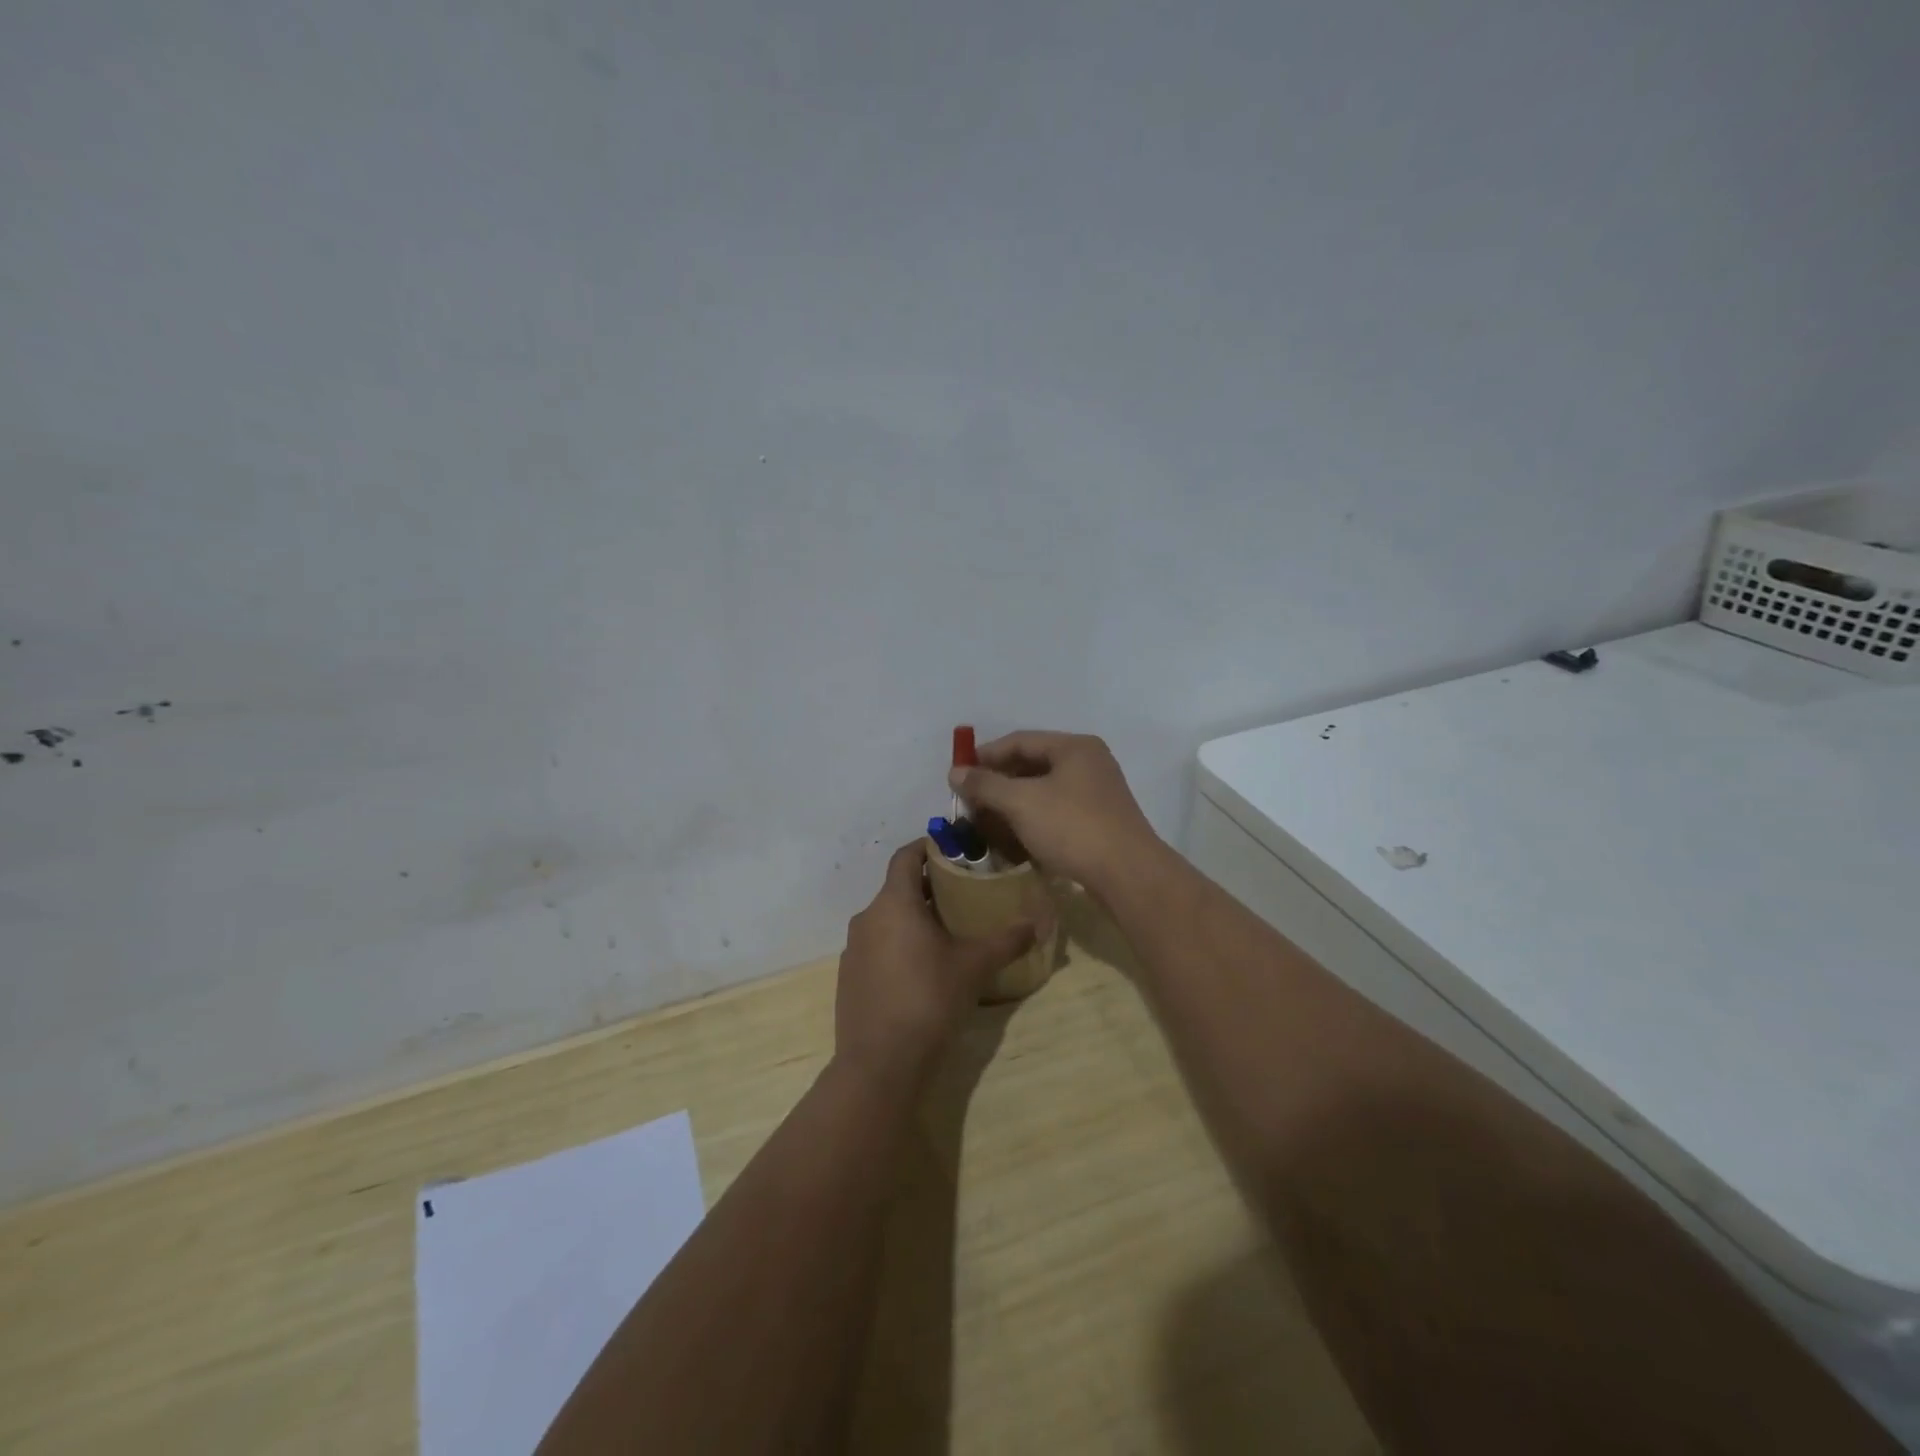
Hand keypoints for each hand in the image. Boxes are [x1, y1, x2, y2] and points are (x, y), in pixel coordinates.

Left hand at [834, 841, 1035, 1090]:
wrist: (880, 1063)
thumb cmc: (928, 999)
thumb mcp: (974, 966)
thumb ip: (1007, 940)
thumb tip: (1038, 923)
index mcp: (893, 903)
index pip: (906, 856)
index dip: (928, 847)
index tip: (954, 849)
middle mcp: (867, 917)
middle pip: (898, 888)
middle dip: (929, 886)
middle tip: (963, 893)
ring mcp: (853, 948)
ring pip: (887, 918)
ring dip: (914, 917)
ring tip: (947, 931)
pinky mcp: (849, 976)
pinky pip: (877, 945)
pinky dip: (898, 943)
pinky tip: (922, 968)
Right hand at [948, 731, 1161, 895]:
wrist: (1127, 874)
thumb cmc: (1072, 827)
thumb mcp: (1021, 802)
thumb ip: (986, 784)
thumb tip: (955, 772)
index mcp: (1074, 747)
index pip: (1020, 740)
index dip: (986, 755)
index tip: (958, 774)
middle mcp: (1089, 763)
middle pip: (1032, 764)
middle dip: (998, 782)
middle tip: (970, 800)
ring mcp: (1097, 793)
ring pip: (1044, 791)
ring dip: (1013, 803)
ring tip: (987, 821)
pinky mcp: (1099, 822)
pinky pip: (1057, 812)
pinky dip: (1033, 819)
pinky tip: (1015, 837)